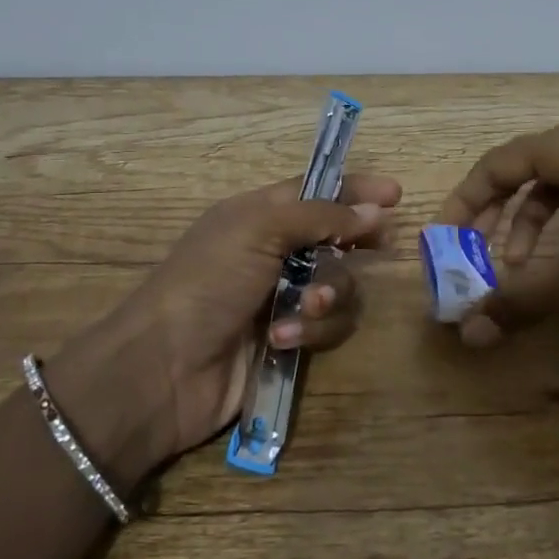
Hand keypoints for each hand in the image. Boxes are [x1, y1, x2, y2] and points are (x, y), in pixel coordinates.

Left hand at [61, 173, 401, 466]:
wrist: (165, 368)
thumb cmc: (207, 282)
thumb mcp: (259, 230)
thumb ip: (320, 216)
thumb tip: (374, 210)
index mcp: (259, 215)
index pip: (317, 191)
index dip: (355, 189)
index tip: (394, 194)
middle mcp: (275, 253)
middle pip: (337, 237)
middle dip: (355, 242)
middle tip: (377, 245)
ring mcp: (283, 299)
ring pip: (340, 286)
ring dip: (330, 295)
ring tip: (307, 308)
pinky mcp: (290, 341)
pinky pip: (328, 328)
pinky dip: (312, 332)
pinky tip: (283, 340)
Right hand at [437, 119, 558, 344]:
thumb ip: (524, 299)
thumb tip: (469, 333)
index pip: (493, 166)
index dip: (461, 203)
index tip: (444, 240)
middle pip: (519, 172)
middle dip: (492, 215)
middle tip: (475, 253)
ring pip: (553, 186)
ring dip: (529, 224)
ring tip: (523, 267)